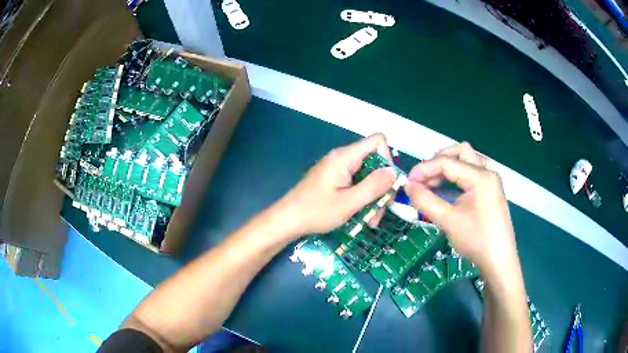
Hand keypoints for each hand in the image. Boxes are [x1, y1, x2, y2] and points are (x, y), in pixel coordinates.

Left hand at [272, 134, 396, 238]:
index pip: (377, 141)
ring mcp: (338, 169)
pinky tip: (362, 217)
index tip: (388, 183)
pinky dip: (362, 198)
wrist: (287, 220)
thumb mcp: (349, 202)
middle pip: (374, 161)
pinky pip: (356, 183)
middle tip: (382, 209)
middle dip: (382, 185)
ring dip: (373, 197)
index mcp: (345, 157)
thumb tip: (394, 172)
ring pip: (367, 176)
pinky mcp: (335, 180)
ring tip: (371, 220)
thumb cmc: (316, 211)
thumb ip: (373, 186)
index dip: (388, 159)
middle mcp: (343, 158)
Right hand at [405, 143, 519, 276]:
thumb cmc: (476, 240)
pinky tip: (446, 190)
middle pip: (460, 152)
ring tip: (432, 184)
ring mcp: (491, 180)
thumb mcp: (448, 221)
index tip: (408, 181)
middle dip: (438, 161)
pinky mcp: (490, 190)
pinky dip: (456, 177)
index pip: (447, 162)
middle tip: (423, 179)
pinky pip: (471, 173)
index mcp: (480, 176)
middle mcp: (487, 172)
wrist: (499, 261)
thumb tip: (407, 186)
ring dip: (448, 167)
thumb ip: (426, 201)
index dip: (425, 169)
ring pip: (466, 161)